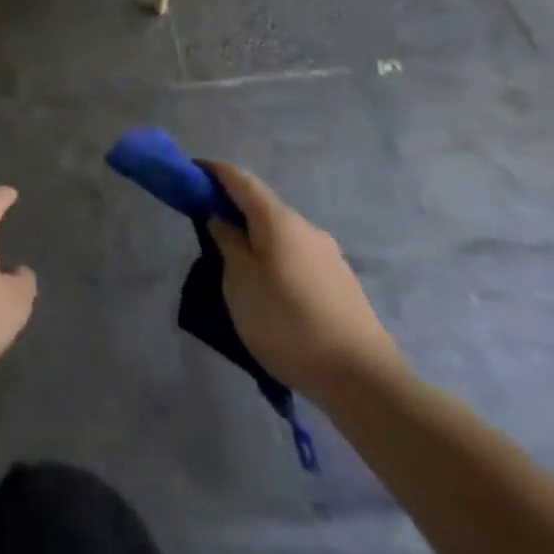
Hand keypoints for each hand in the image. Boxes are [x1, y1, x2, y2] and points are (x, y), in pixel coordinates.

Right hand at [201, 161, 405, 400]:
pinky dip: (275, 258)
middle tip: (206, 226)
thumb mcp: (240, 281)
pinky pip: (297, 257)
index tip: (190, 175)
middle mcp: (306, 228)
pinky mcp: (341, 283)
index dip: (213, 172)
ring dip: (256, 238)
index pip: (240, 180)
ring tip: (236, 265)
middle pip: (262, 206)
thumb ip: (227, 242)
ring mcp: (328, 256)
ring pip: (281, 234)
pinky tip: (270, 289)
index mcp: (278, 220)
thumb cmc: (287, 322)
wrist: (363, 380)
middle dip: (233, 208)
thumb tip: (221, 217)